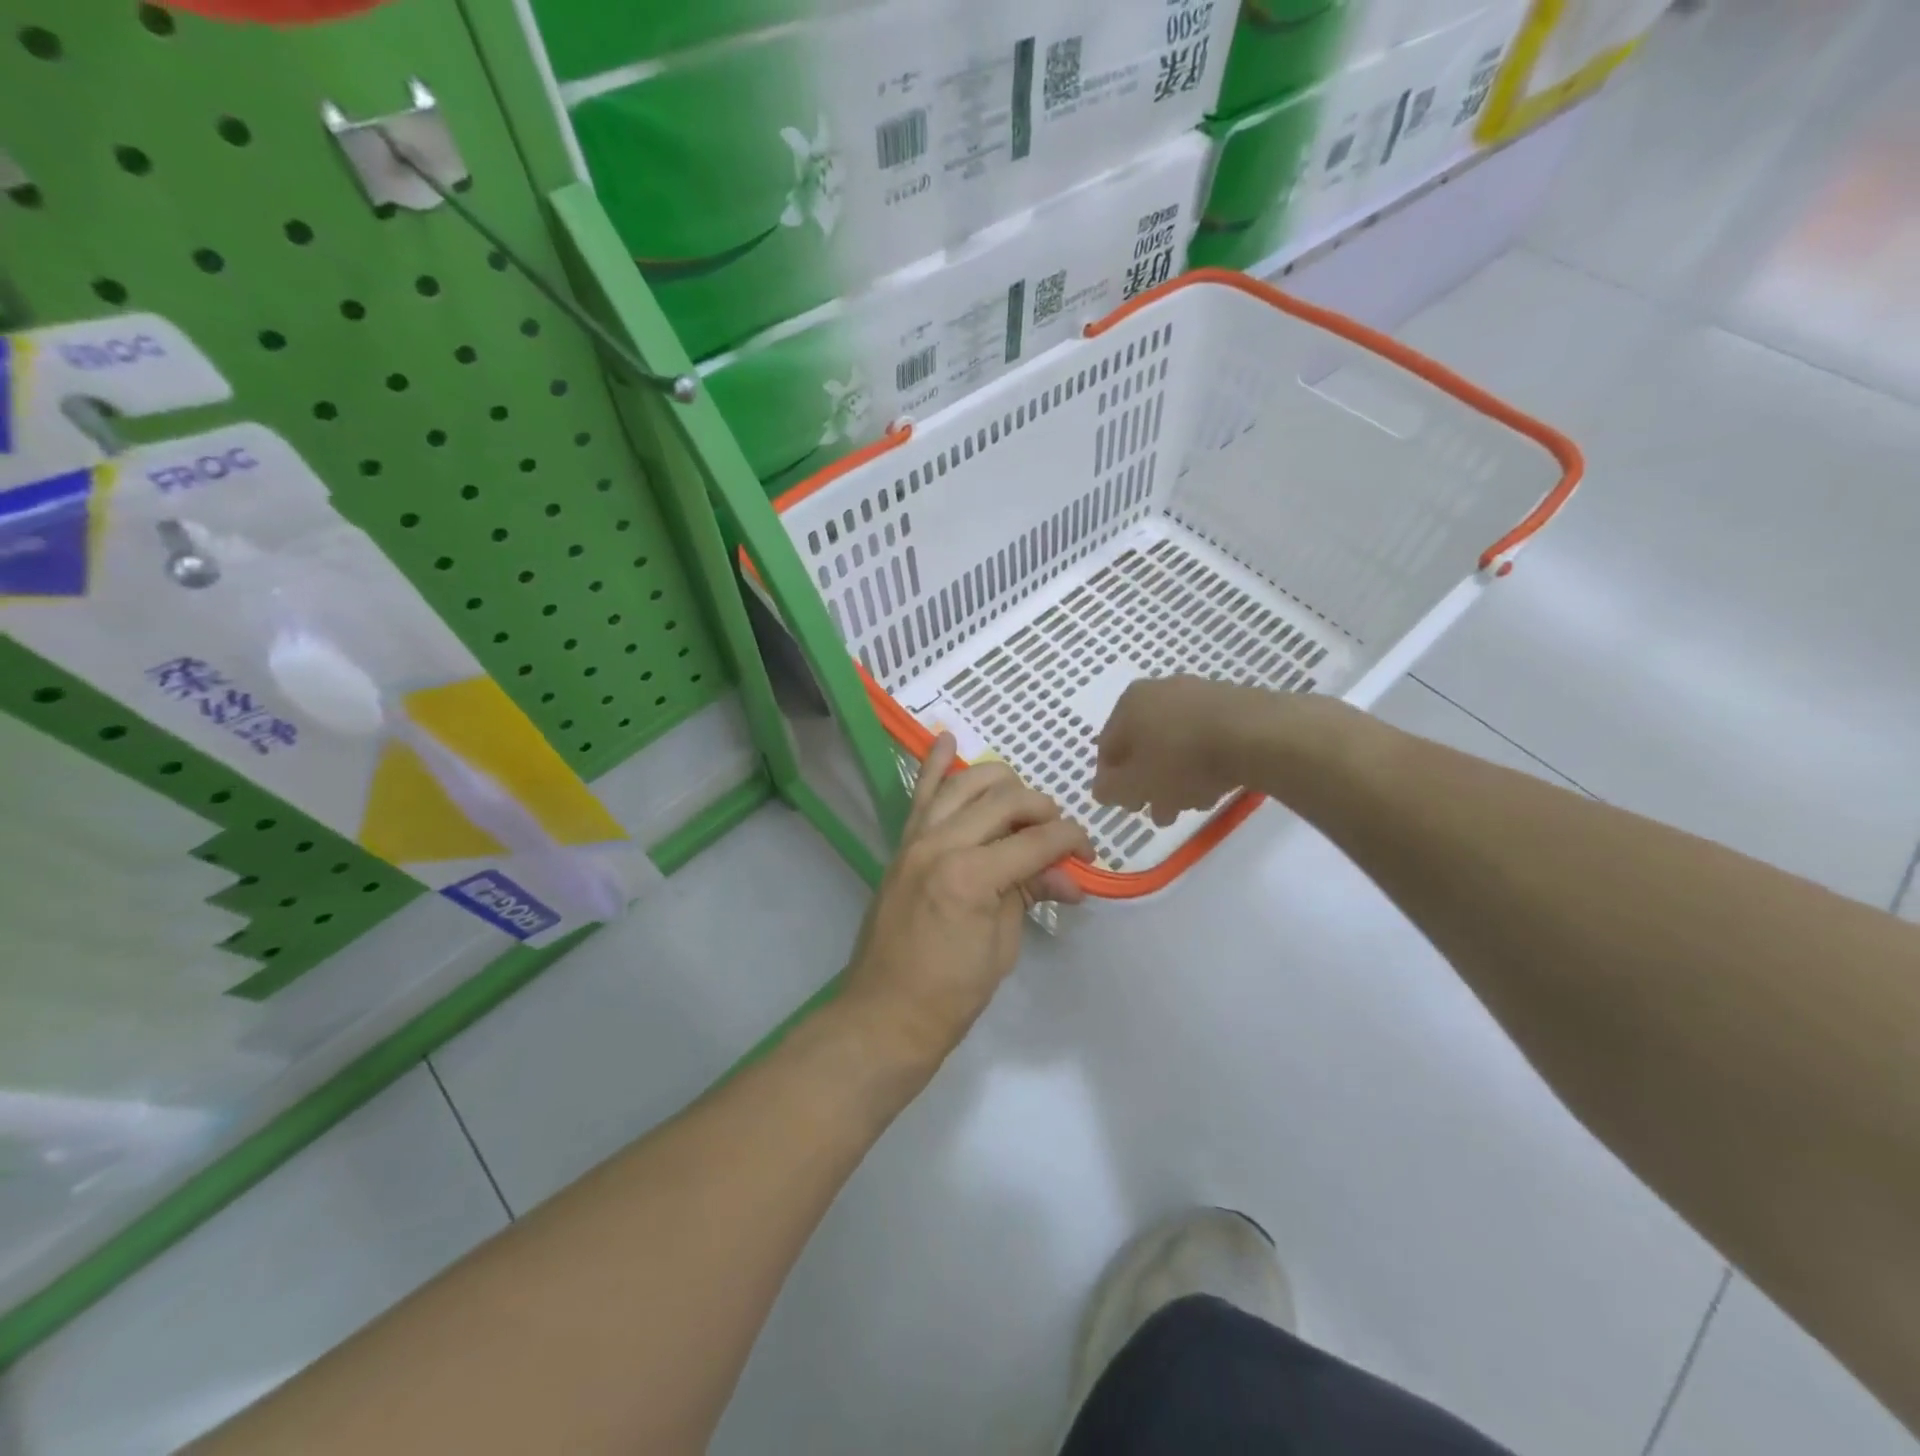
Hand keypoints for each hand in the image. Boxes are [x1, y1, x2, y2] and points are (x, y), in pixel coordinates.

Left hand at [842, 735, 1091, 1072]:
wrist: (886, 1012)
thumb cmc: (952, 992)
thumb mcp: (1003, 945)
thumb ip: (1029, 893)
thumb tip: (1066, 874)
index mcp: (971, 875)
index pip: (1035, 840)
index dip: (1071, 840)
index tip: (1088, 849)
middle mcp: (941, 844)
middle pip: (1004, 800)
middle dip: (1042, 809)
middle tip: (1058, 834)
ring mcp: (916, 840)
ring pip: (964, 784)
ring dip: (1000, 782)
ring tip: (1023, 799)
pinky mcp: (902, 844)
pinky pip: (919, 795)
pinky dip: (934, 764)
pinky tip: (948, 739)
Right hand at [1092, 676, 1286, 825]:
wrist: (1255, 735)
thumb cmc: (1181, 759)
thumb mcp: (1135, 784)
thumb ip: (1111, 789)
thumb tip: (1103, 789)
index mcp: (1128, 703)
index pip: (1107, 747)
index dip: (1112, 781)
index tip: (1127, 806)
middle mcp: (1159, 690)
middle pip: (1144, 744)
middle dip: (1149, 782)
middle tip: (1159, 812)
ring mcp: (1197, 694)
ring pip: (1176, 743)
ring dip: (1177, 776)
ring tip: (1191, 804)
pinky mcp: (1232, 704)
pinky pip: (1206, 738)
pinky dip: (1204, 762)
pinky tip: (1215, 786)